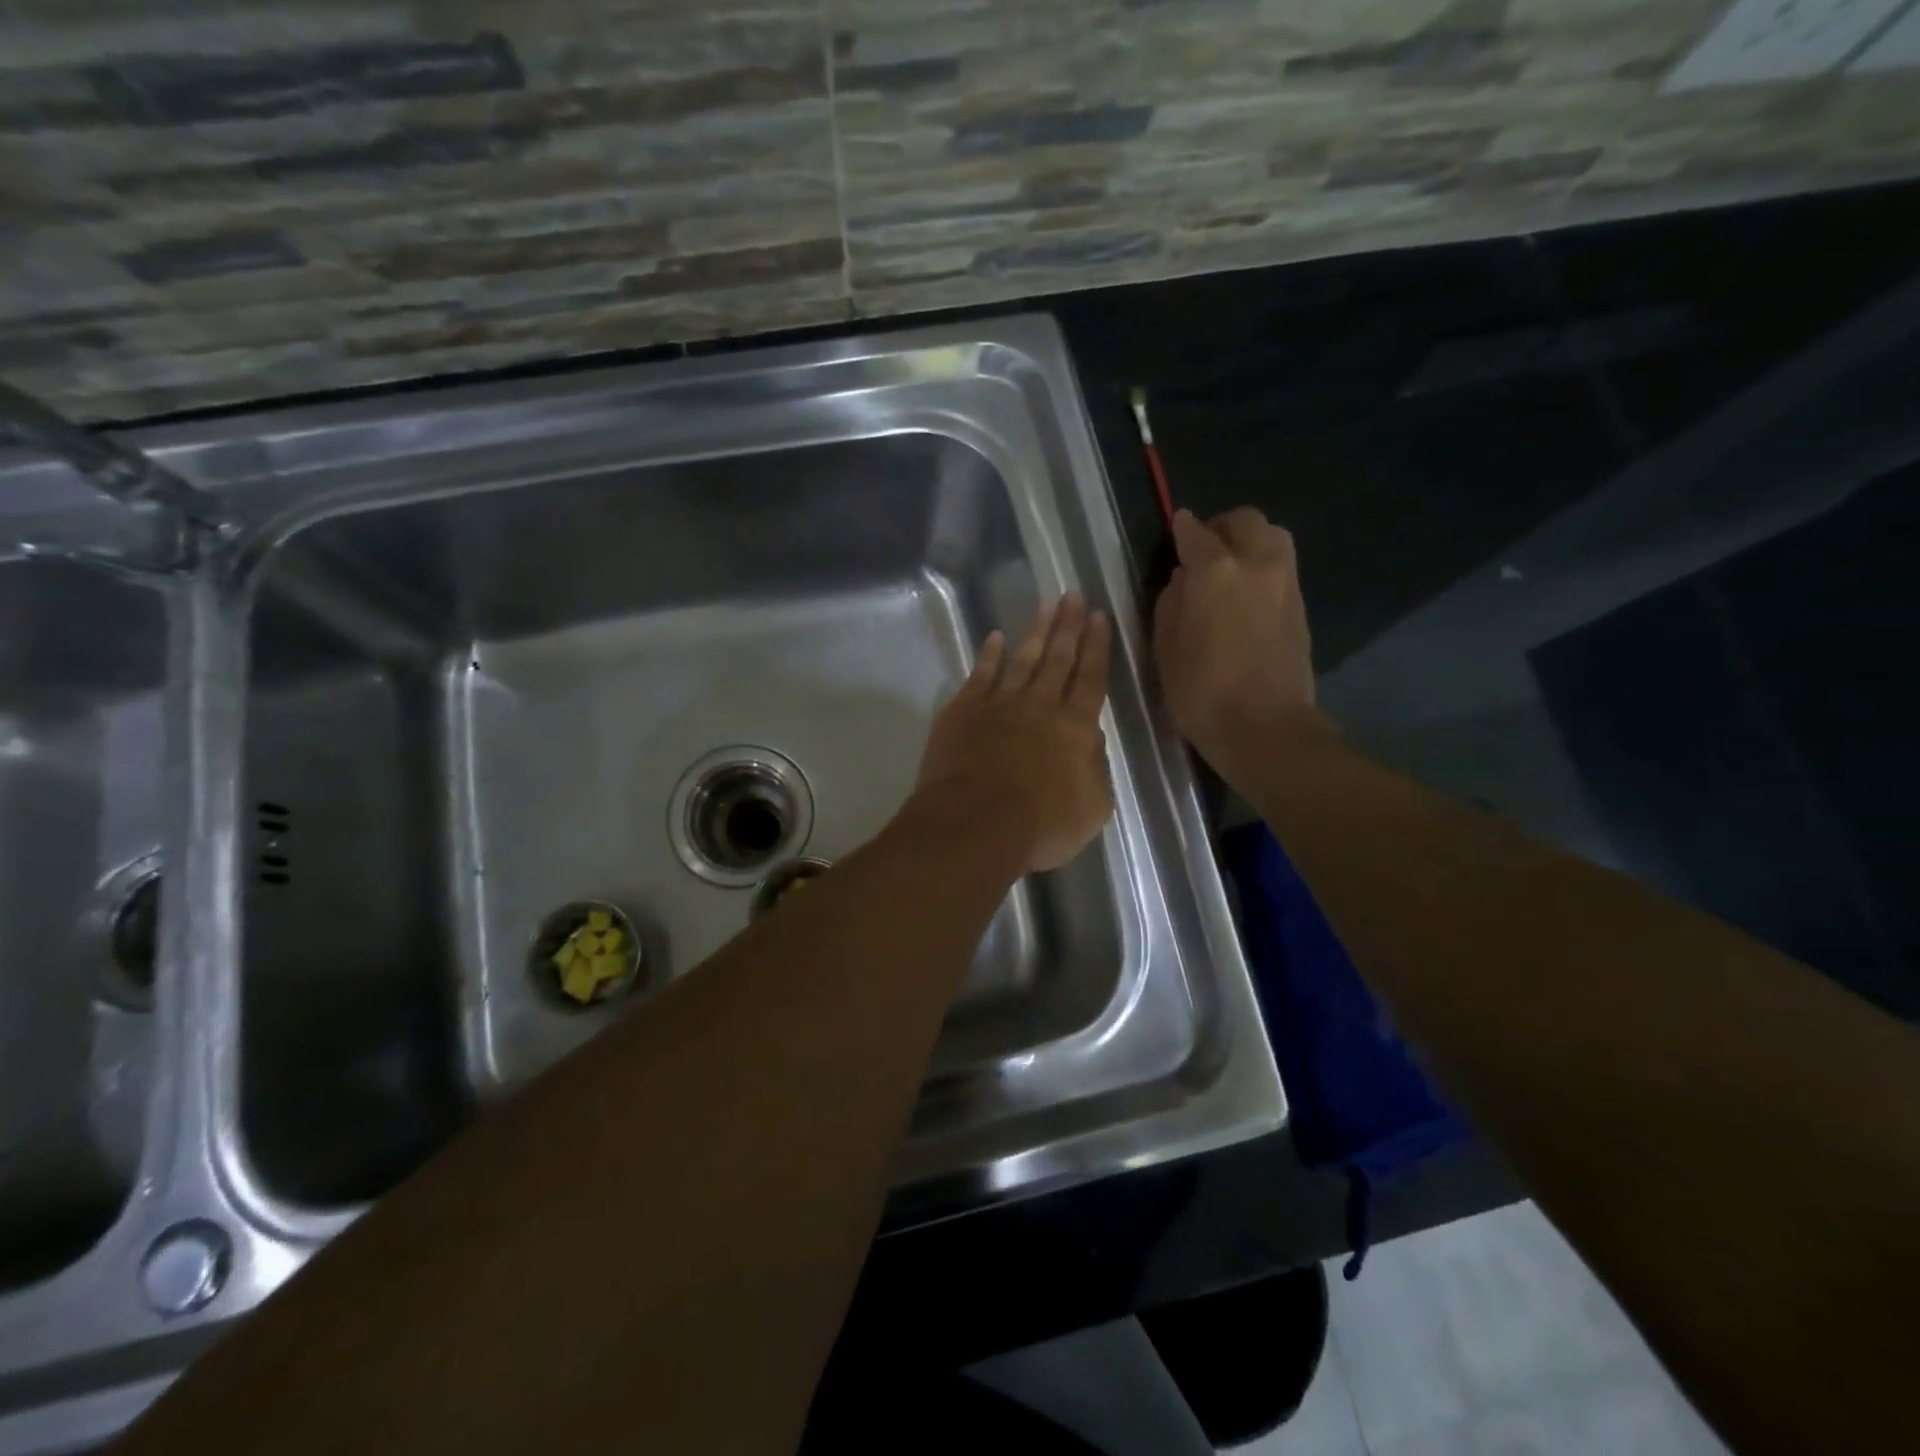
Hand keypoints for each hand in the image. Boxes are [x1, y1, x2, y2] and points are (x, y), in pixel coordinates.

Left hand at [912, 593, 1113, 874]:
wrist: (975, 825)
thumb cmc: (1041, 826)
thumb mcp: (1092, 807)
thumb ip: (1094, 768)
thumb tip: (1088, 741)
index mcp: (1076, 728)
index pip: (1091, 678)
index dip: (1097, 647)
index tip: (1100, 617)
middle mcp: (1040, 706)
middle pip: (1058, 658)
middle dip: (1069, 625)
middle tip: (1074, 594)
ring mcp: (999, 704)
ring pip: (1022, 658)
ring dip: (1036, 630)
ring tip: (1047, 603)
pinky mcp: (963, 711)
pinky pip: (981, 674)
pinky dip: (989, 655)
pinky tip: (996, 637)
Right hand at [1153, 508, 1321, 772]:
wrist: (1264, 727)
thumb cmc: (1200, 692)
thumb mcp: (1164, 648)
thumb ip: (1171, 602)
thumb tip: (1184, 579)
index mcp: (1214, 571)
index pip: (1195, 532)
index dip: (1182, 528)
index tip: (1176, 528)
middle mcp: (1255, 564)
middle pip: (1244, 520)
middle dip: (1221, 528)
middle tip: (1204, 550)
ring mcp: (1285, 582)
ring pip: (1272, 536)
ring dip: (1249, 542)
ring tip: (1230, 569)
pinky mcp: (1301, 606)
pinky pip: (1282, 566)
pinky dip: (1263, 567)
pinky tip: (1247, 594)